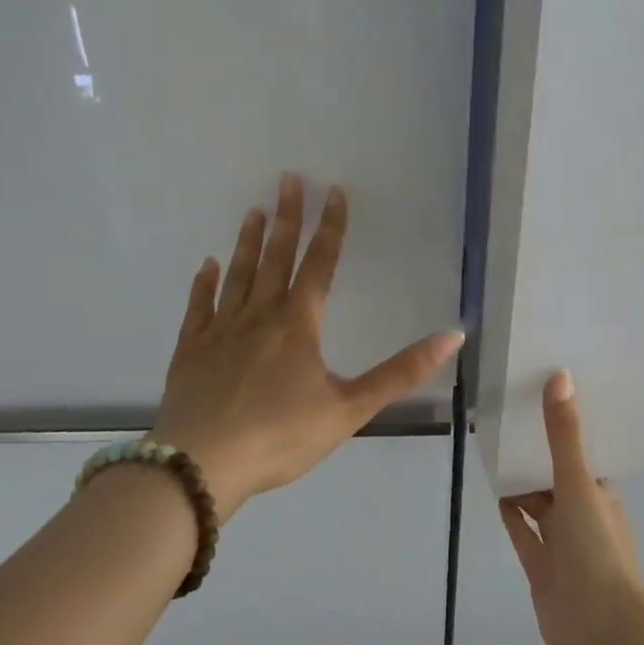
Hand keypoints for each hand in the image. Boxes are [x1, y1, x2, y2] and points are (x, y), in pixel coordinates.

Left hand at [149, 172, 463, 518]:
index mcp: (298, 323)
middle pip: (276, 257)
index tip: (334, 191)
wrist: (201, 466)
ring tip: (254, 209)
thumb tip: (454, 336)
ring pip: (238, 274)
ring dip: (248, 241)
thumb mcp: (351, 408)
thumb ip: (401, 372)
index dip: (331, 227)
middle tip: (288, 178)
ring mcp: (220, 330)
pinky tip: (207, 265)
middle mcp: (259, 315)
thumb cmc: (281, 436)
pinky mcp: (190, 349)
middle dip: (287, 216)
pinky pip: (198, 306)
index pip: (320, 264)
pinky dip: (204, 283)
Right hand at [500, 372, 643, 644]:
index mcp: (602, 492)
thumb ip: (564, 434)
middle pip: (559, 476)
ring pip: (540, 503)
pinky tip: (497, 491)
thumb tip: (560, 376)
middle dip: (539, 453)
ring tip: (497, 447)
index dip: (567, 427)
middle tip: (512, 416)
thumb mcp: (579, 482)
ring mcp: (562, 543)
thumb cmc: (596, 547)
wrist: (598, 628)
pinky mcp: (541, 567)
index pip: (583, 452)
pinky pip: (524, 532)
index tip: (545, 396)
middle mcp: (584, 513)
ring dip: (524, 482)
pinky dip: (513, 513)